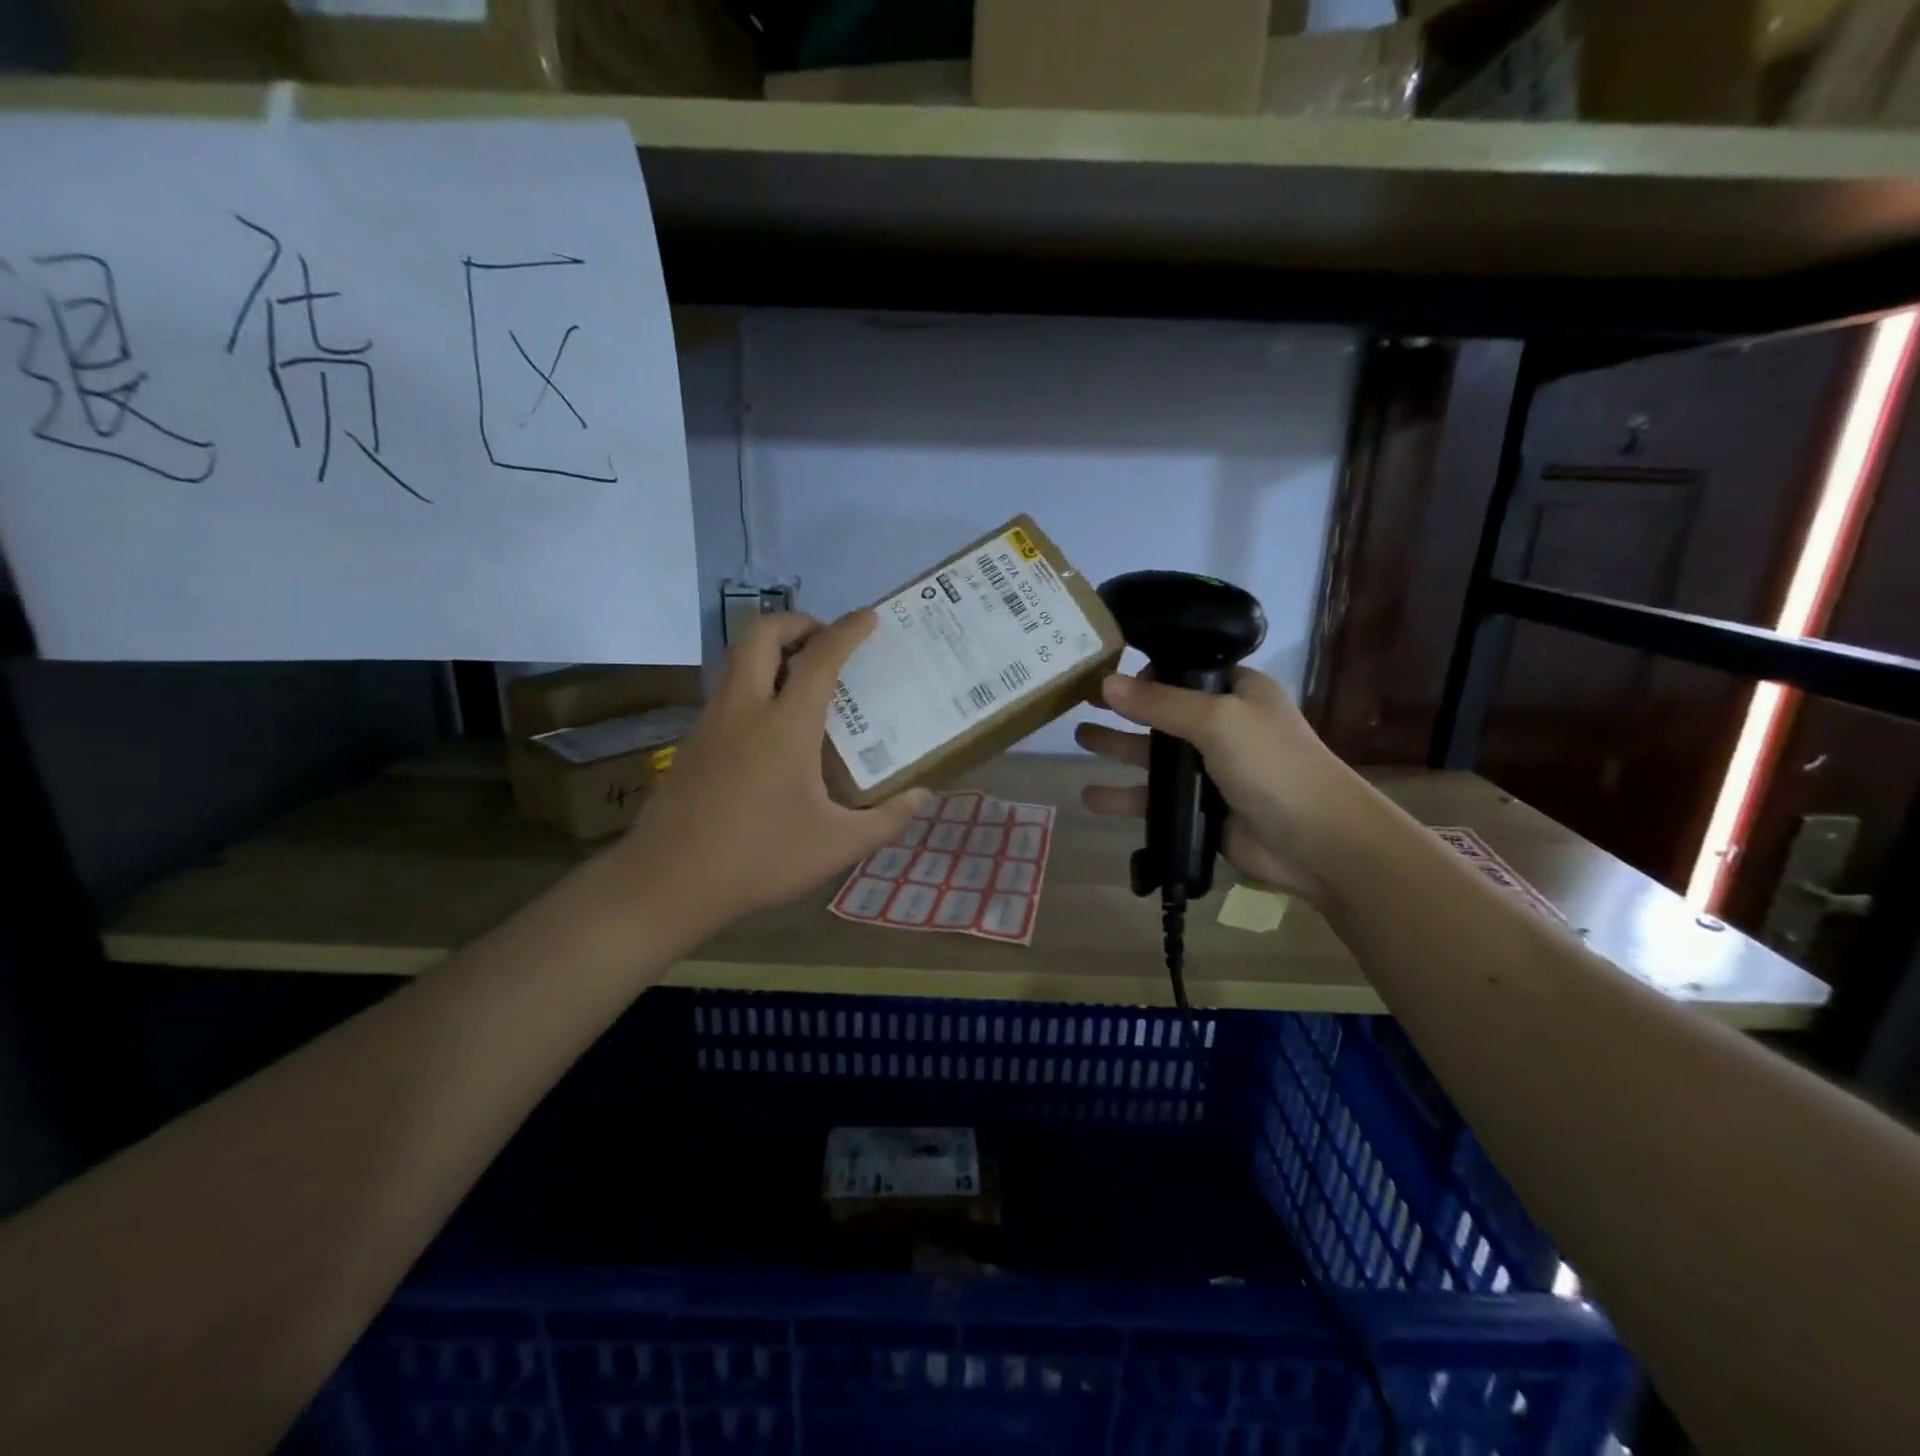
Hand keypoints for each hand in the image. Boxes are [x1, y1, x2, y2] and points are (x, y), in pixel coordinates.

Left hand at [609, 611, 930, 940]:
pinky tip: (771, 730)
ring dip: (771, 653)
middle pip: (760, 633)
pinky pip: (727, 693)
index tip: (869, 616)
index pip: (820, 658)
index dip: (848, 630)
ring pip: (736, 660)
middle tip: (825, 641)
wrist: (667, 882)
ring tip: (804, 681)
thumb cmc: (760, 859)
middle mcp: (744, 710)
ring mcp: (711, 723)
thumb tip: (923, 796)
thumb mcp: (836, 845)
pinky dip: (754, 686)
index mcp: (785, 726)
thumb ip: (886, 819)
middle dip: (796, 622)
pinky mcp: (692, 743)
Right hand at [1074, 667, 1364, 905]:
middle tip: (1080, 698)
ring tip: (1078, 738)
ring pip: (1153, 755)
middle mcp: (1222, 726)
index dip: (1148, 668)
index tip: (1108, 668)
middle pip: (1162, 711)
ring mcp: (1209, 770)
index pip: (1185, 670)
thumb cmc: (1272, 765)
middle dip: (1123, 706)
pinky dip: (1123, 796)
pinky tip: (1090, 795)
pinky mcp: (1199, 809)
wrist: (1316, 841)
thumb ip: (1160, 702)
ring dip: (1117, 747)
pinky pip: (1154, 798)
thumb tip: (1106, 682)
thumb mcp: (1217, 720)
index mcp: (1237, 692)